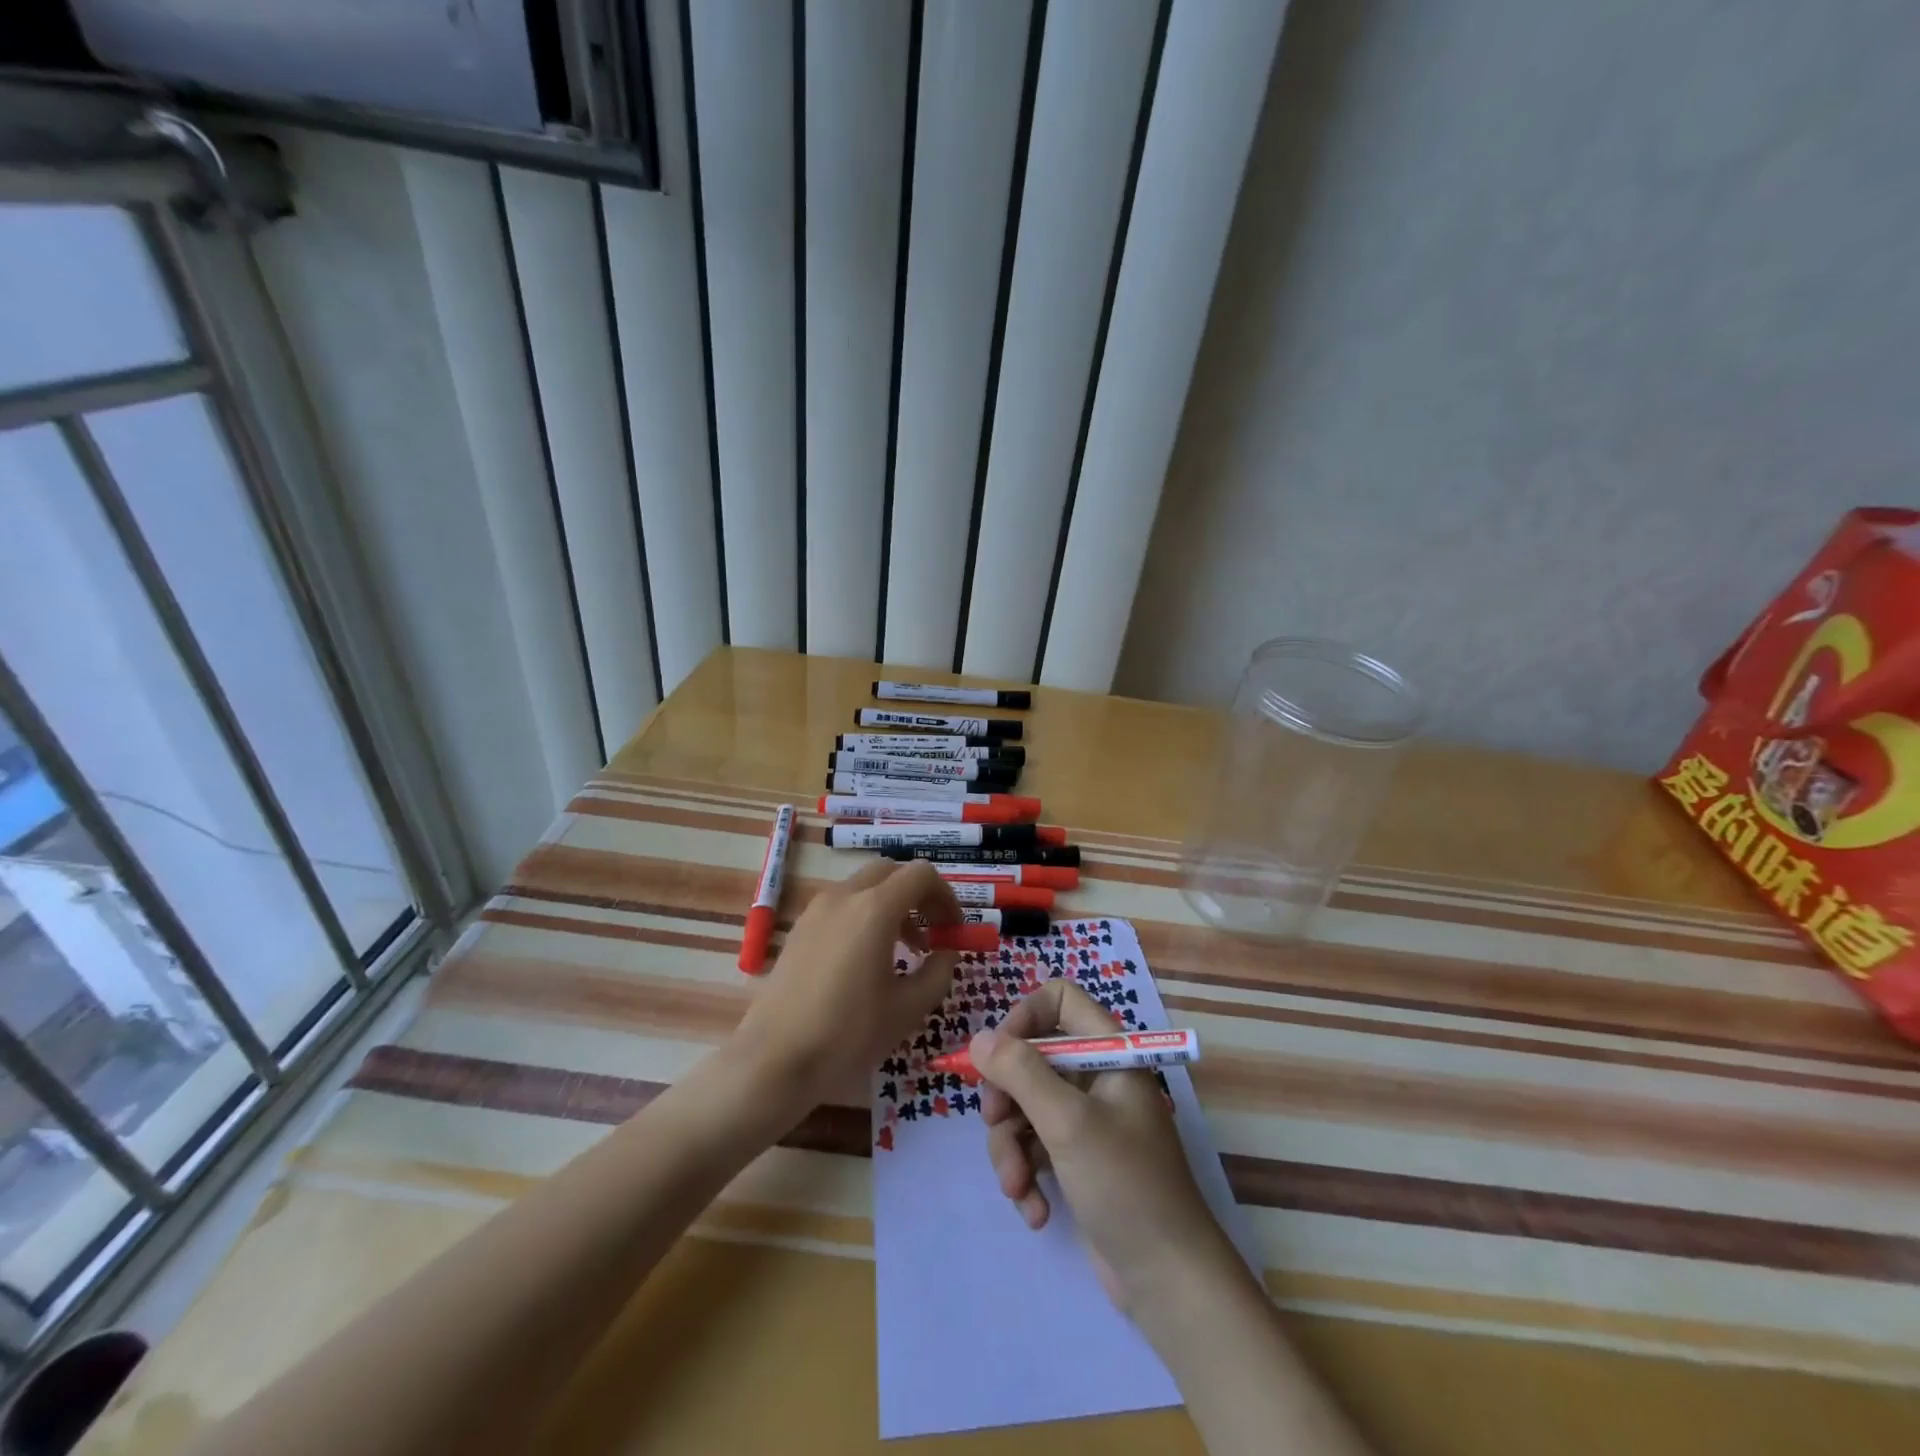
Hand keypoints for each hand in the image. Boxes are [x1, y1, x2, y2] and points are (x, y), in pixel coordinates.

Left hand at [729, 860, 959, 1106]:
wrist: (775, 1059)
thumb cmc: (848, 1033)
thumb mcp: (908, 1008)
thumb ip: (939, 972)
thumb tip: (947, 952)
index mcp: (875, 908)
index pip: (922, 875)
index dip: (946, 896)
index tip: (954, 929)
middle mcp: (845, 896)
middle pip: (892, 872)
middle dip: (919, 895)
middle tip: (933, 932)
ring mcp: (817, 908)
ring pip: (865, 886)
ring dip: (892, 904)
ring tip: (905, 949)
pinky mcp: (801, 927)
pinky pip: (843, 904)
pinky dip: (865, 915)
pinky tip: (868, 958)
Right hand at [970, 981, 1246, 1317]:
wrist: (1169, 1283)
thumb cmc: (1126, 1186)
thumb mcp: (1068, 1123)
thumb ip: (1021, 1073)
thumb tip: (979, 1039)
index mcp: (1109, 1052)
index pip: (1059, 1000)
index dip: (1024, 1017)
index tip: (998, 1055)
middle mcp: (1097, 1078)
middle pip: (1031, 1057)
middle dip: (1006, 1095)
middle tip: (995, 1122)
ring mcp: (1087, 1121)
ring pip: (1025, 1107)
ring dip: (1011, 1147)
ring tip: (1017, 1187)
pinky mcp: (1077, 1161)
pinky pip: (1034, 1147)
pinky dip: (1027, 1175)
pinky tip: (1035, 1211)